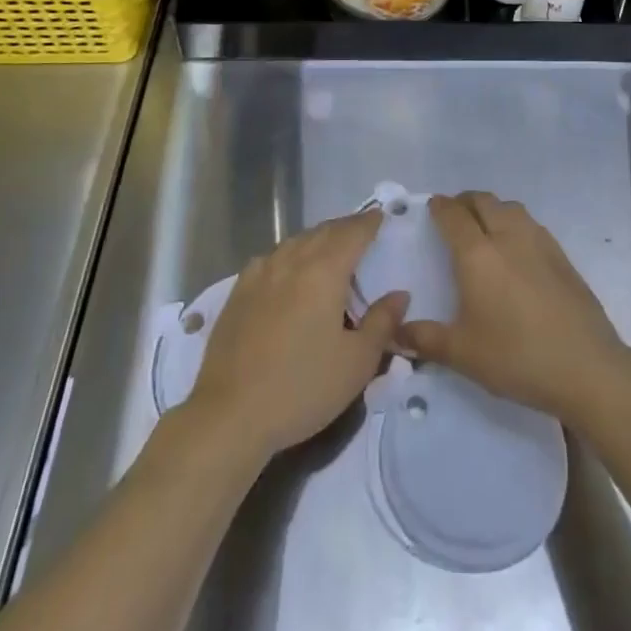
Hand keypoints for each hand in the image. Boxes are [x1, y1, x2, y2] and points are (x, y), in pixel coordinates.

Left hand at [186, 209, 408, 461]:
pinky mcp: (238, 291)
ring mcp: (260, 274)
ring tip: (329, 248)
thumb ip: (381, 323)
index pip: (352, 234)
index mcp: (324, 272)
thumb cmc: (302, 388)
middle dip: (344, 228)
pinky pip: (270, 258)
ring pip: (295, 242)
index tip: (380, 216)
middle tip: (360, 230)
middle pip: (323, 232)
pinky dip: (288, 255)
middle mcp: (291, 261)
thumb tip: (400, 294)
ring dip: (316, 238)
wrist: (231, 414)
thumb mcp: (356, 363)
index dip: (368, 223)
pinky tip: (287, 269)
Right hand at [400, 193, 630, 424]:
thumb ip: (425, 339)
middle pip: (483, 201)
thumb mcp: (463, 354)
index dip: (440, 207)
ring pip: (510, 207)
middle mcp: (507, 236)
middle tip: (454, 215)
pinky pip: (531, 224)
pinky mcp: (562, 255)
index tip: (432, 207)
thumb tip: (396, 331)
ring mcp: (539, 242)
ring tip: (484, 226)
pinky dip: (515, 223)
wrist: (587, 367)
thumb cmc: (517, 357)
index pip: (453, 215)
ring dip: (492, 208)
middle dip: (465, 201)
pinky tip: (516, 248)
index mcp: (477, 254)